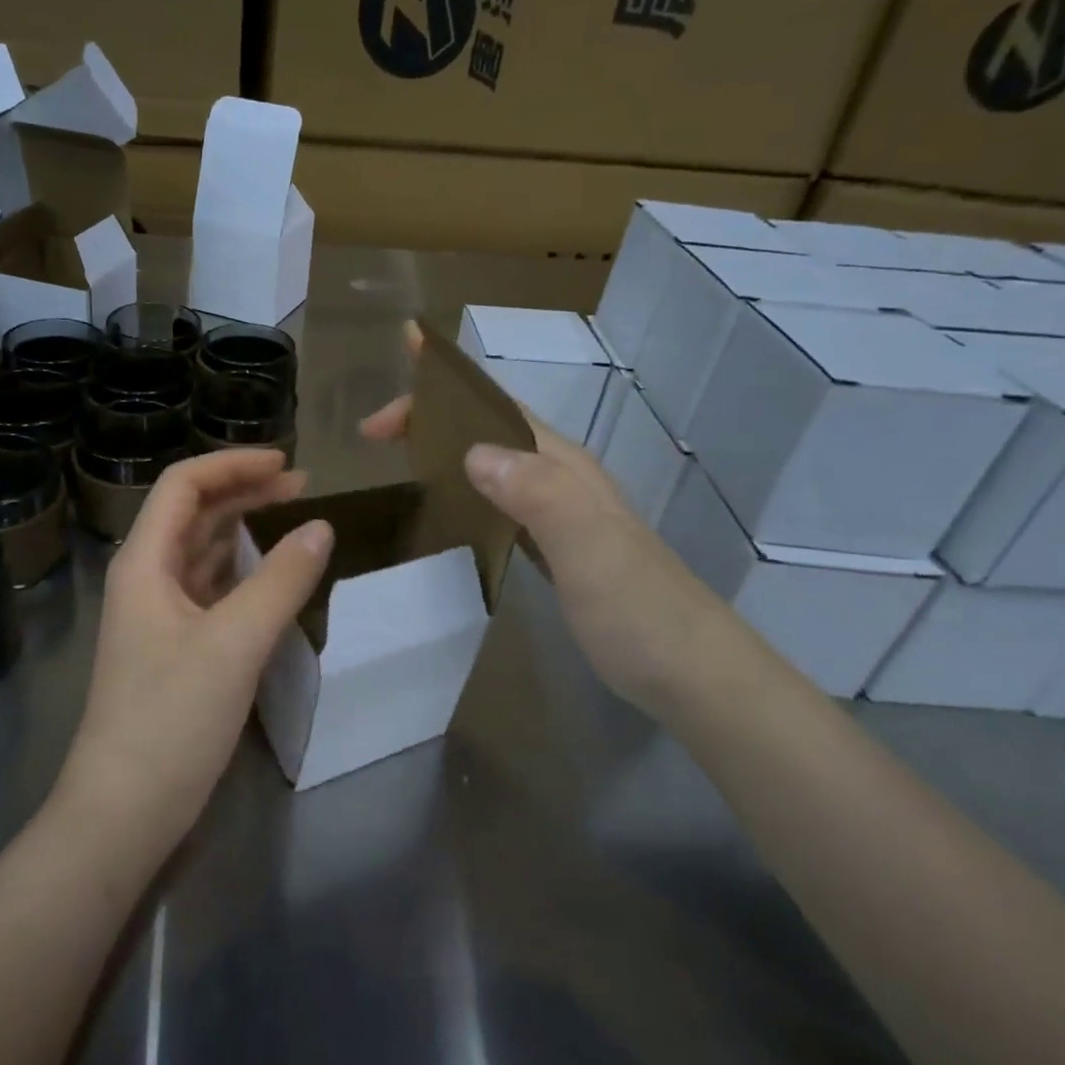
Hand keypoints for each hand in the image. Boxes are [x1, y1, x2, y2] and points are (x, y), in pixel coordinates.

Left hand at [55, 449, 333, 854]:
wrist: (125, 810)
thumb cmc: (171, 718)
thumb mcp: (234, 643)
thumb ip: (281, 581)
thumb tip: (322, 527)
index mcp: (144, 562)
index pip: (184, 485)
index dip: (233, 464)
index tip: (287, 464)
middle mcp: (145, 579)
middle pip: (193, 514)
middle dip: (244, 492)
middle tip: (302, 488)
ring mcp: (158, 615)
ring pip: (202, 552)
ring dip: (244, 530)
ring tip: (294, 520)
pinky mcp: (174, 648)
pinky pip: (210, 590)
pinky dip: (242, 572)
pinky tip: (272, 575)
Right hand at [362, 322, 736, 716]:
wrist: (690, 671)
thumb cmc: (638, 608)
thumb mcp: (589, 547)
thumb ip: (538, 494)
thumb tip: (472, 452)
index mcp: (563, 466)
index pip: (494, 409)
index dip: (441, 393)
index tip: (383, 409)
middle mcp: (560, 479)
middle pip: (488, 428)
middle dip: (431, 418)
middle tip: (374, 434)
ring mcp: (560, 514)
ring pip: (493, 462)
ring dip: (445, 449)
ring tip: (396, 456)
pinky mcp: (556, 547)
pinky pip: (498, 500)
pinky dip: (464, 489)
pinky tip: (446, 508)